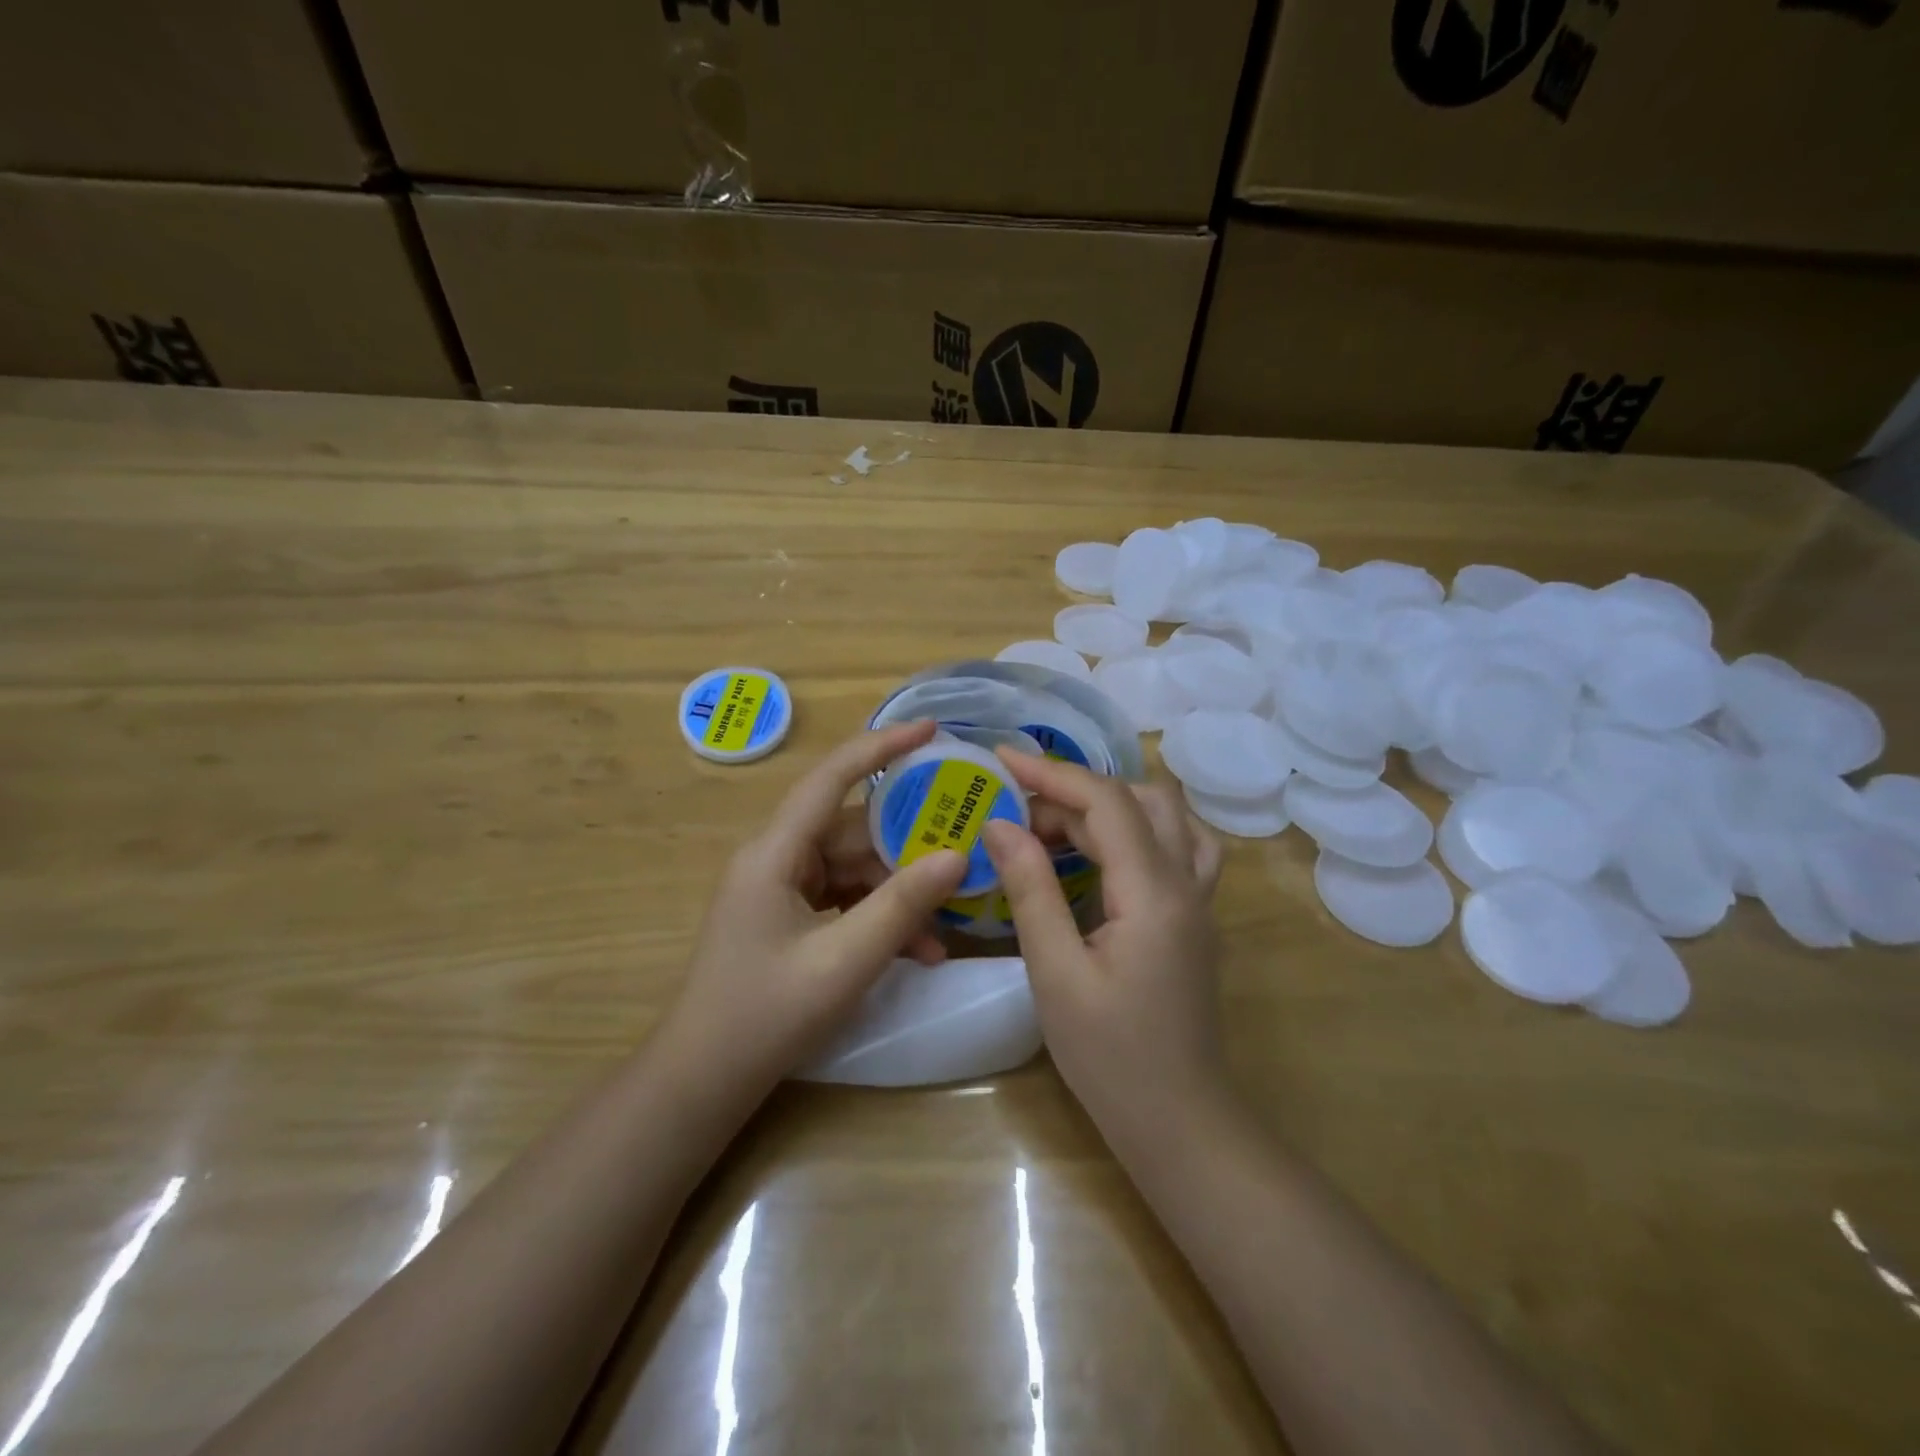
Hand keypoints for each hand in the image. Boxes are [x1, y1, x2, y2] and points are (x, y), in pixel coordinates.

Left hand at [663, 721, 967, 1091]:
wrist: (702, 1082)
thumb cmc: (765, 1016)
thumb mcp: (844, 960)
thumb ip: (902, 905)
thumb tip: (957, 856)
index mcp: (775, 852)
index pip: (832, 778)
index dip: (881, 746)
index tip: (932, 730)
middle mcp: (777, 859)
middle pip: (854, 831)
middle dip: (909, 845)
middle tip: (965, 849)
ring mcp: (782, 890)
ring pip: (855, 869)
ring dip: (899, 894)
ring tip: (946, 922)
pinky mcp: (790, 918)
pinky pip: (845, 901)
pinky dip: (880, 918)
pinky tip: (919, 950)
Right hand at [982, 753, 1227, 1135]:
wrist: (1182, 1123)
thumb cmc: (1111, 1058)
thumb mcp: (1056, 974)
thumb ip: (1032, 891)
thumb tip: (1001, 825)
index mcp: (1154, 893)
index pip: (1106, 803)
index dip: (1052, 774)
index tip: (1000, 760)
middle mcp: (1187, 882)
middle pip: (1138, 800)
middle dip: (1073, 791)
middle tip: (1017, 810)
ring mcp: (1199, 900)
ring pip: (1167, 816)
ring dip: (1111, 803)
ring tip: (1057, 822)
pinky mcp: (1195, 917)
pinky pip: (1178, 844)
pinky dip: (1138, 827)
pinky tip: (1106, 849)